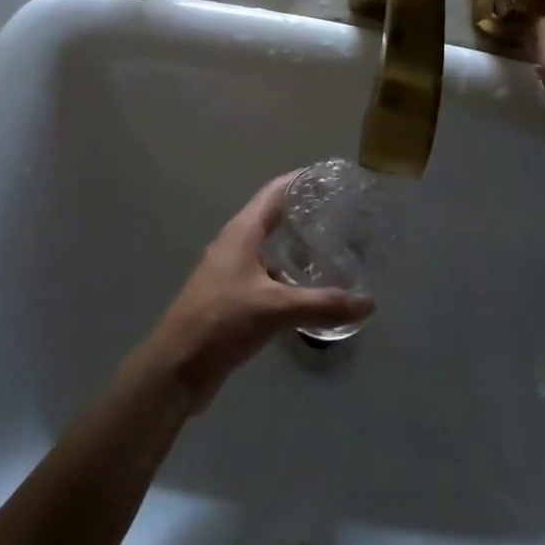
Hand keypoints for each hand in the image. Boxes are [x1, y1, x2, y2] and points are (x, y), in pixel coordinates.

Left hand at [140, 173, 372, 411]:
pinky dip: (287, 278)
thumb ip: (322, 304)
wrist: (176, 367)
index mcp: (241, 232)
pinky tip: (308, 292)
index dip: (299, 180)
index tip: (329, 177)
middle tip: (339, 215)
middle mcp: (235, 244)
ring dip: (295, 249)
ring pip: (269, 251)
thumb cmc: (221, 321)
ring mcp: (231, 272)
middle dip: (302, 214)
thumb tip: (368, 304)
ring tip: (331, 250)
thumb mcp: (275, 309)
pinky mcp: (231, 299)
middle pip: (272, 218)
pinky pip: (265, 277)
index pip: (274, 192)